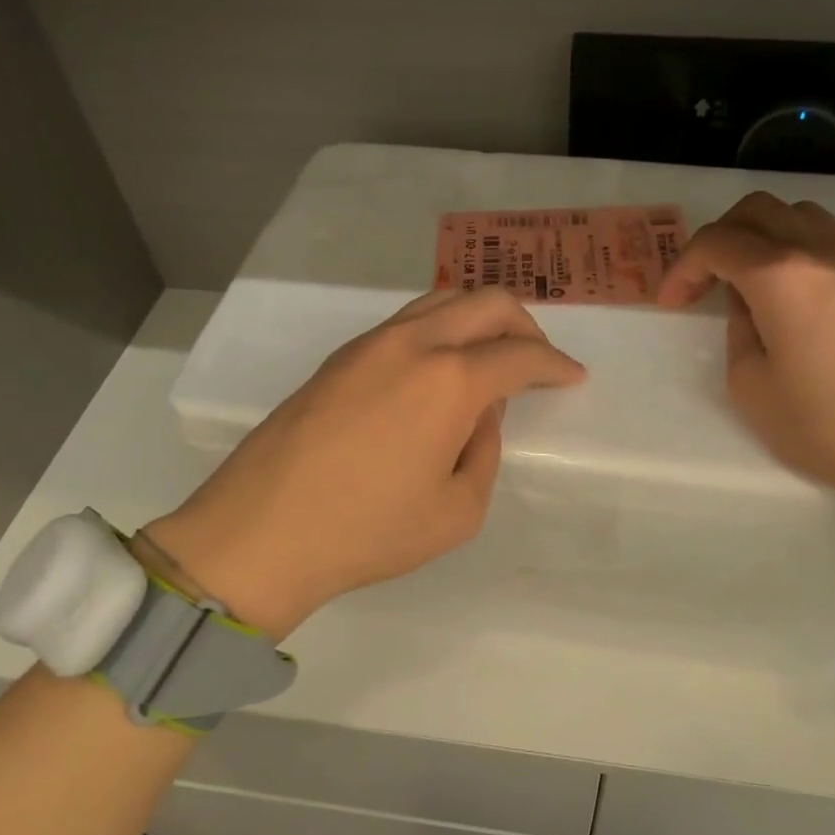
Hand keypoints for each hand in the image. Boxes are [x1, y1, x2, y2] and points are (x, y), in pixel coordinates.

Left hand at [139, 288, 585, 638]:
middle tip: (537, 358)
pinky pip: (406, 323)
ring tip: (491, 356)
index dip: (555, 365)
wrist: (261, 532)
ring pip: (440, 301)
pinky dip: (440, 331)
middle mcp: (413, 344)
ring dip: (478, 319)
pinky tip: (438, 370)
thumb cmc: (368, 532)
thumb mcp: (457, 511)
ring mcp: (369, 344)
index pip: (520, 356)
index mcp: (450, 381)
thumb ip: (484, 452)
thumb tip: (478, 415)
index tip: (572, 376)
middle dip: (525, 324)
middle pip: (485, 303)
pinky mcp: (339, 357)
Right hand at [659, 192, 834, 544]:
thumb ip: (738, 331)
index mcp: (781, 275)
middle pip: (757, 210)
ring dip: (760, 235)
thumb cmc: (823, 425)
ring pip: (798, 214)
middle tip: (703, 283)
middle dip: (718, 238)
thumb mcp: (750, 386)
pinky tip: (790, 294)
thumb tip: (749, 305)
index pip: (717, 243)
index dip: (683, 268)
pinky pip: (828, 239)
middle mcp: (821, 251)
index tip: (671, 304)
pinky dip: (795, 249)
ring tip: (747, 282)